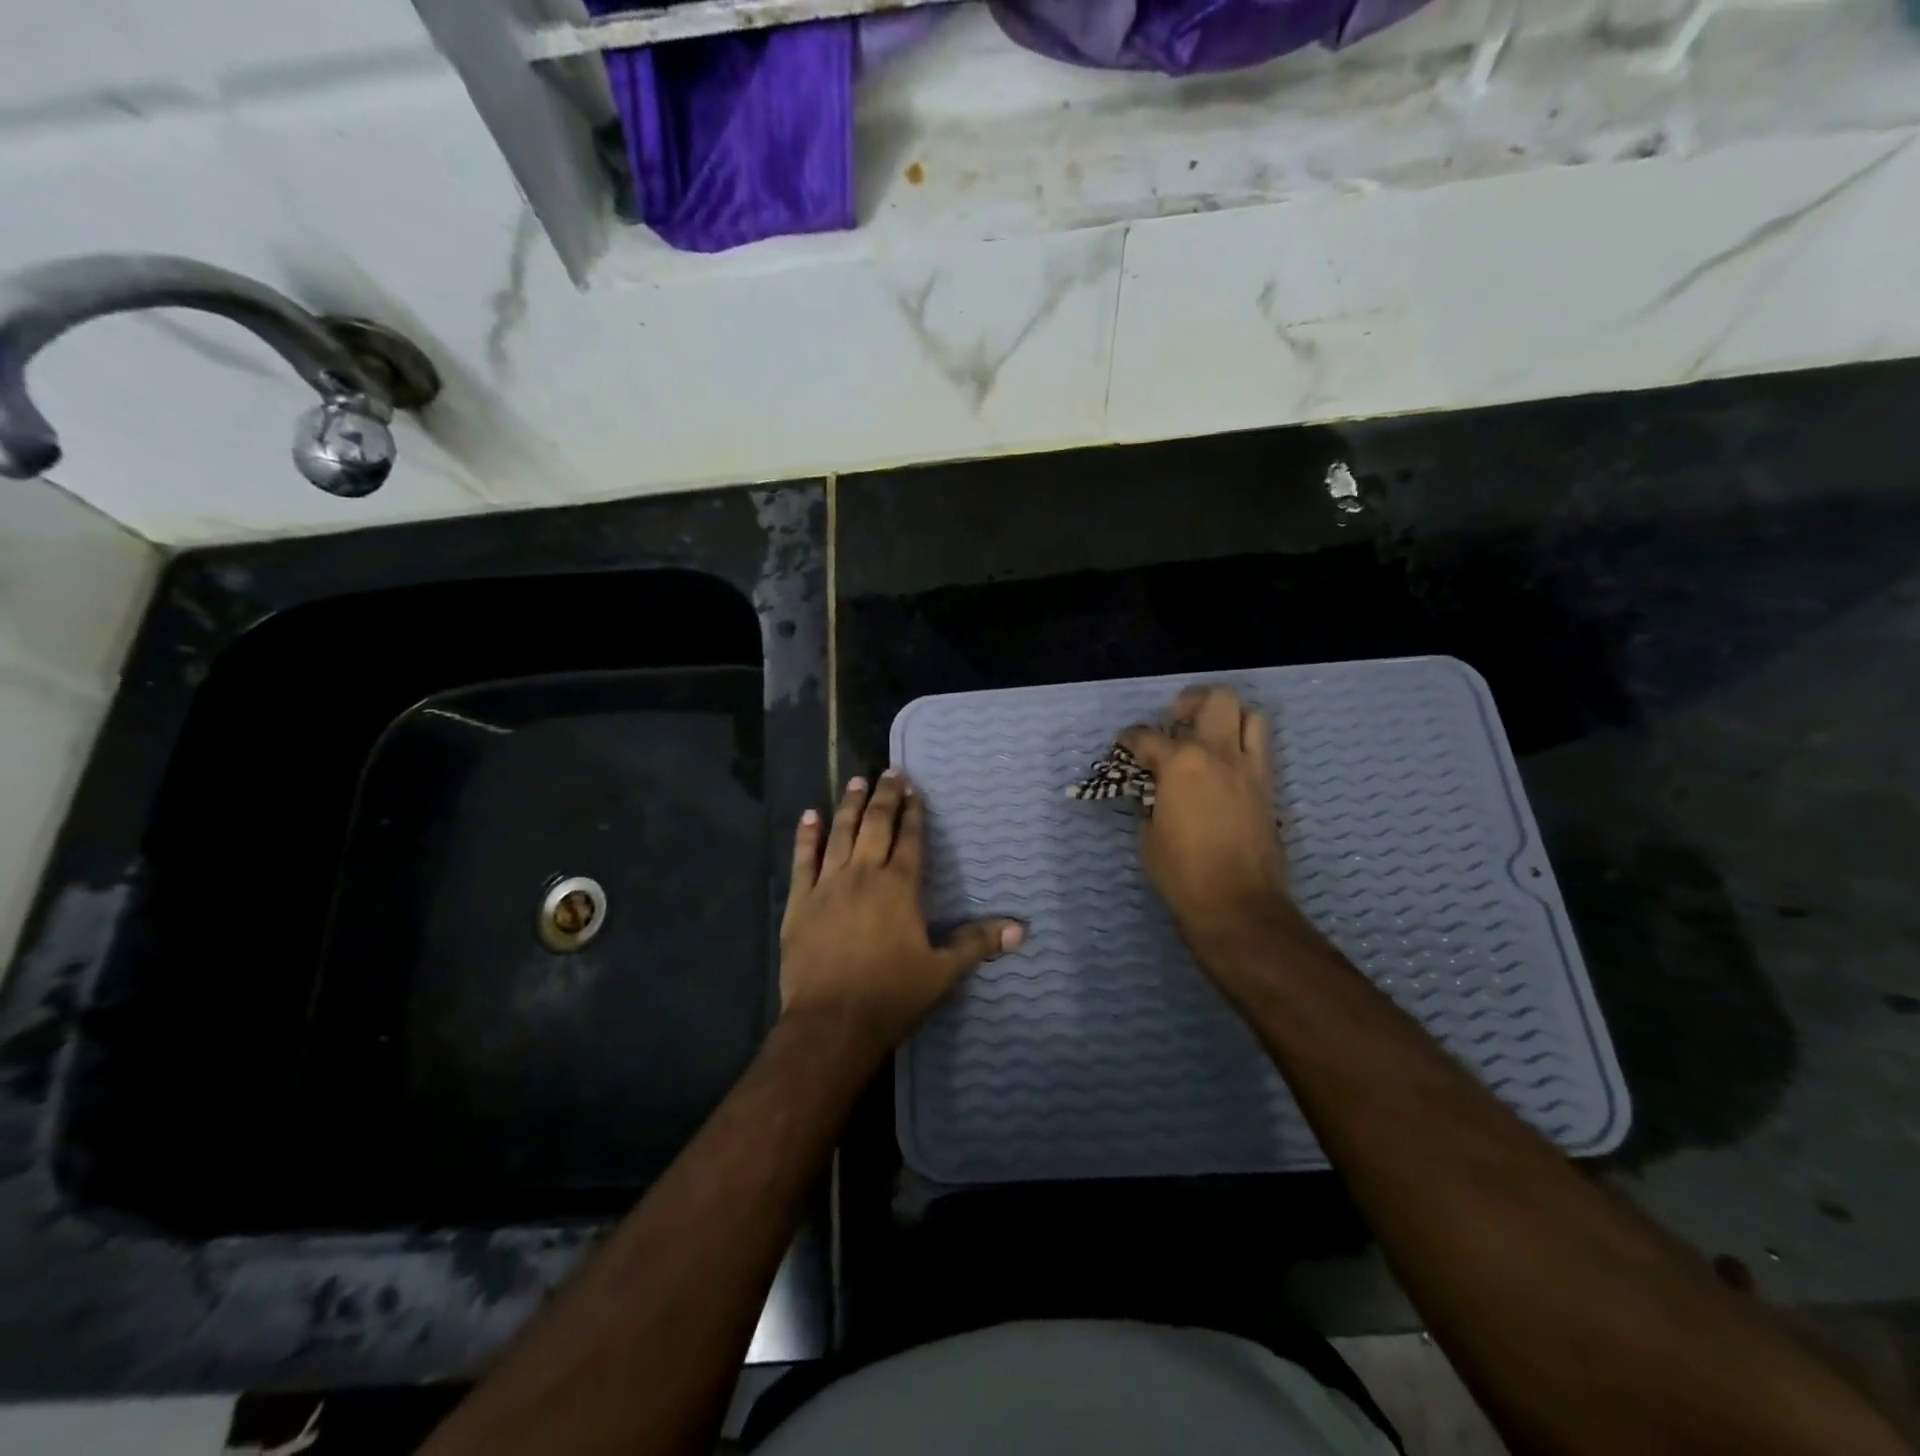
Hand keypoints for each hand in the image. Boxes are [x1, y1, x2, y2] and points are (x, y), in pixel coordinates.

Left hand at [781, 770, 1023, 1057]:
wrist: (832, 1023)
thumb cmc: (892, 995)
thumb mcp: (942, 971)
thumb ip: (977, 943)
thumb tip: (1021, 929)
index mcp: (900, 886)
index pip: (910, 839)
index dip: (914, 812)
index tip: (914, 790)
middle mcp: (864, 874)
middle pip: (876, 825)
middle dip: (884, 797)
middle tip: (889, 772)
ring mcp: (828, 885)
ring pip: (840, 834)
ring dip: (849, 805)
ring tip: (856, 781)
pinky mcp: (800, 902)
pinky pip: (803, 860)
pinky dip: (806, 836)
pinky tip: (810, 815)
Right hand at [1120, 686, 1294, 954]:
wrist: (1237, 904)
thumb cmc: (1182, 873)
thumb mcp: (1149, 834)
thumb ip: (1152, 801)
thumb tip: (1156, 791)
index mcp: (1181, 764)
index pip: (1148, 736)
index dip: (1130, 738)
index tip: (1124, 745)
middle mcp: (1219, 754)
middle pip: (1216, 701)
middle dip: (1191, 701)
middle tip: (1175, 717)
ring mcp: (1250, 769)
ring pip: (1250, 716)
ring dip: (1227, 717)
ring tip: (1208, 733)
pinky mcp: (1268, 788)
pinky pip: (1260, 749)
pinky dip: (1242, 745)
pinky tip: (1224, 765)